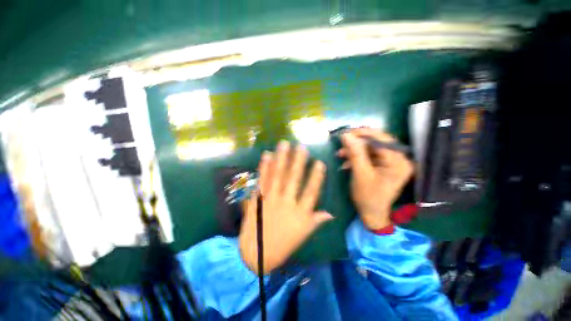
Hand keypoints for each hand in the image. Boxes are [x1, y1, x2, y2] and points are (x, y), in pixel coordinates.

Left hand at [239, 141, 332, 273]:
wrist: (256, 254)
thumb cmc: (283, 245)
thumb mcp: (303, 235)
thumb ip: (316, 221)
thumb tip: (331, 213)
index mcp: (300, 213)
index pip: (311, 191)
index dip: (316, 176)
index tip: (320, 162)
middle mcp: (286, 202)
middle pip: (294, 178)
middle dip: (298, 161)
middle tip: (301, 146)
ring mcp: (271, 199)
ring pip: (278, 175)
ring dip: (281, 158)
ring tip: (284, 144)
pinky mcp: (258, 198)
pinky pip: (262, 179)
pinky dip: (264, 166)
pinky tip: (267, 155)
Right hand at [337, 128, 412, 229]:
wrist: (372, 213)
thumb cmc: (368, 196)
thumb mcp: (360, 174)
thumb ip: (355, 153)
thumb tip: (346, 135)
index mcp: (398, 162)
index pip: (381, 139)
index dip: (362, 134)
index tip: (345, 133)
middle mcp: (399, 159)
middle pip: (376, 142)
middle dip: (356, 143)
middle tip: (341, 143)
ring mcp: (392, 162)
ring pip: (371, 148)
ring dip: (354, 150)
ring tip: (340, 154)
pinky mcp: (384, 165)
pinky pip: (369, 156)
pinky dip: (357, 157)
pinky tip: (346, 162)